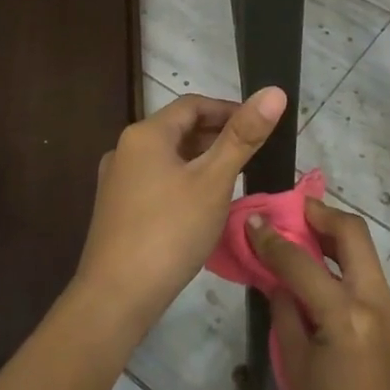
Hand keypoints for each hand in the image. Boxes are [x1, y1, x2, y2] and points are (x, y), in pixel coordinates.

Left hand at [71, 86, 287, 339]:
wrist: (115, 298)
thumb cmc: (169, 232)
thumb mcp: (213, 181)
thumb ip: (243, 136)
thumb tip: (274, 91)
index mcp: (145, 134)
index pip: (193, 104)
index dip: (229, 109)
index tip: (260, 126)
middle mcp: (125, 149)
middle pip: (179, 129)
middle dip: (217, 135)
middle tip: (253, 154)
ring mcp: (117, 181)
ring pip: (168, 157)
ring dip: (201, 160)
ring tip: (235, 178)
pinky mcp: (117, 209)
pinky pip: (157, 181)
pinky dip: (184, 181)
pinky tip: (203, 205)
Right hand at [248, 200, 389, 389]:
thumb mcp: (295, 369)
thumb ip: (285, 313)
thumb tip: (277, 278)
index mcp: (346, 316)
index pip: (302, 262)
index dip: (273, 239)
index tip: (252, 221)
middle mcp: (375, 302)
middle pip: (353, 233)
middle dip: (321, 214)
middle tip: (292, 211)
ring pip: (364, 252)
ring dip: (333, 236)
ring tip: (301, 236)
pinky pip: (367, 277)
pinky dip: (342, 264)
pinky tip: (318, 276)